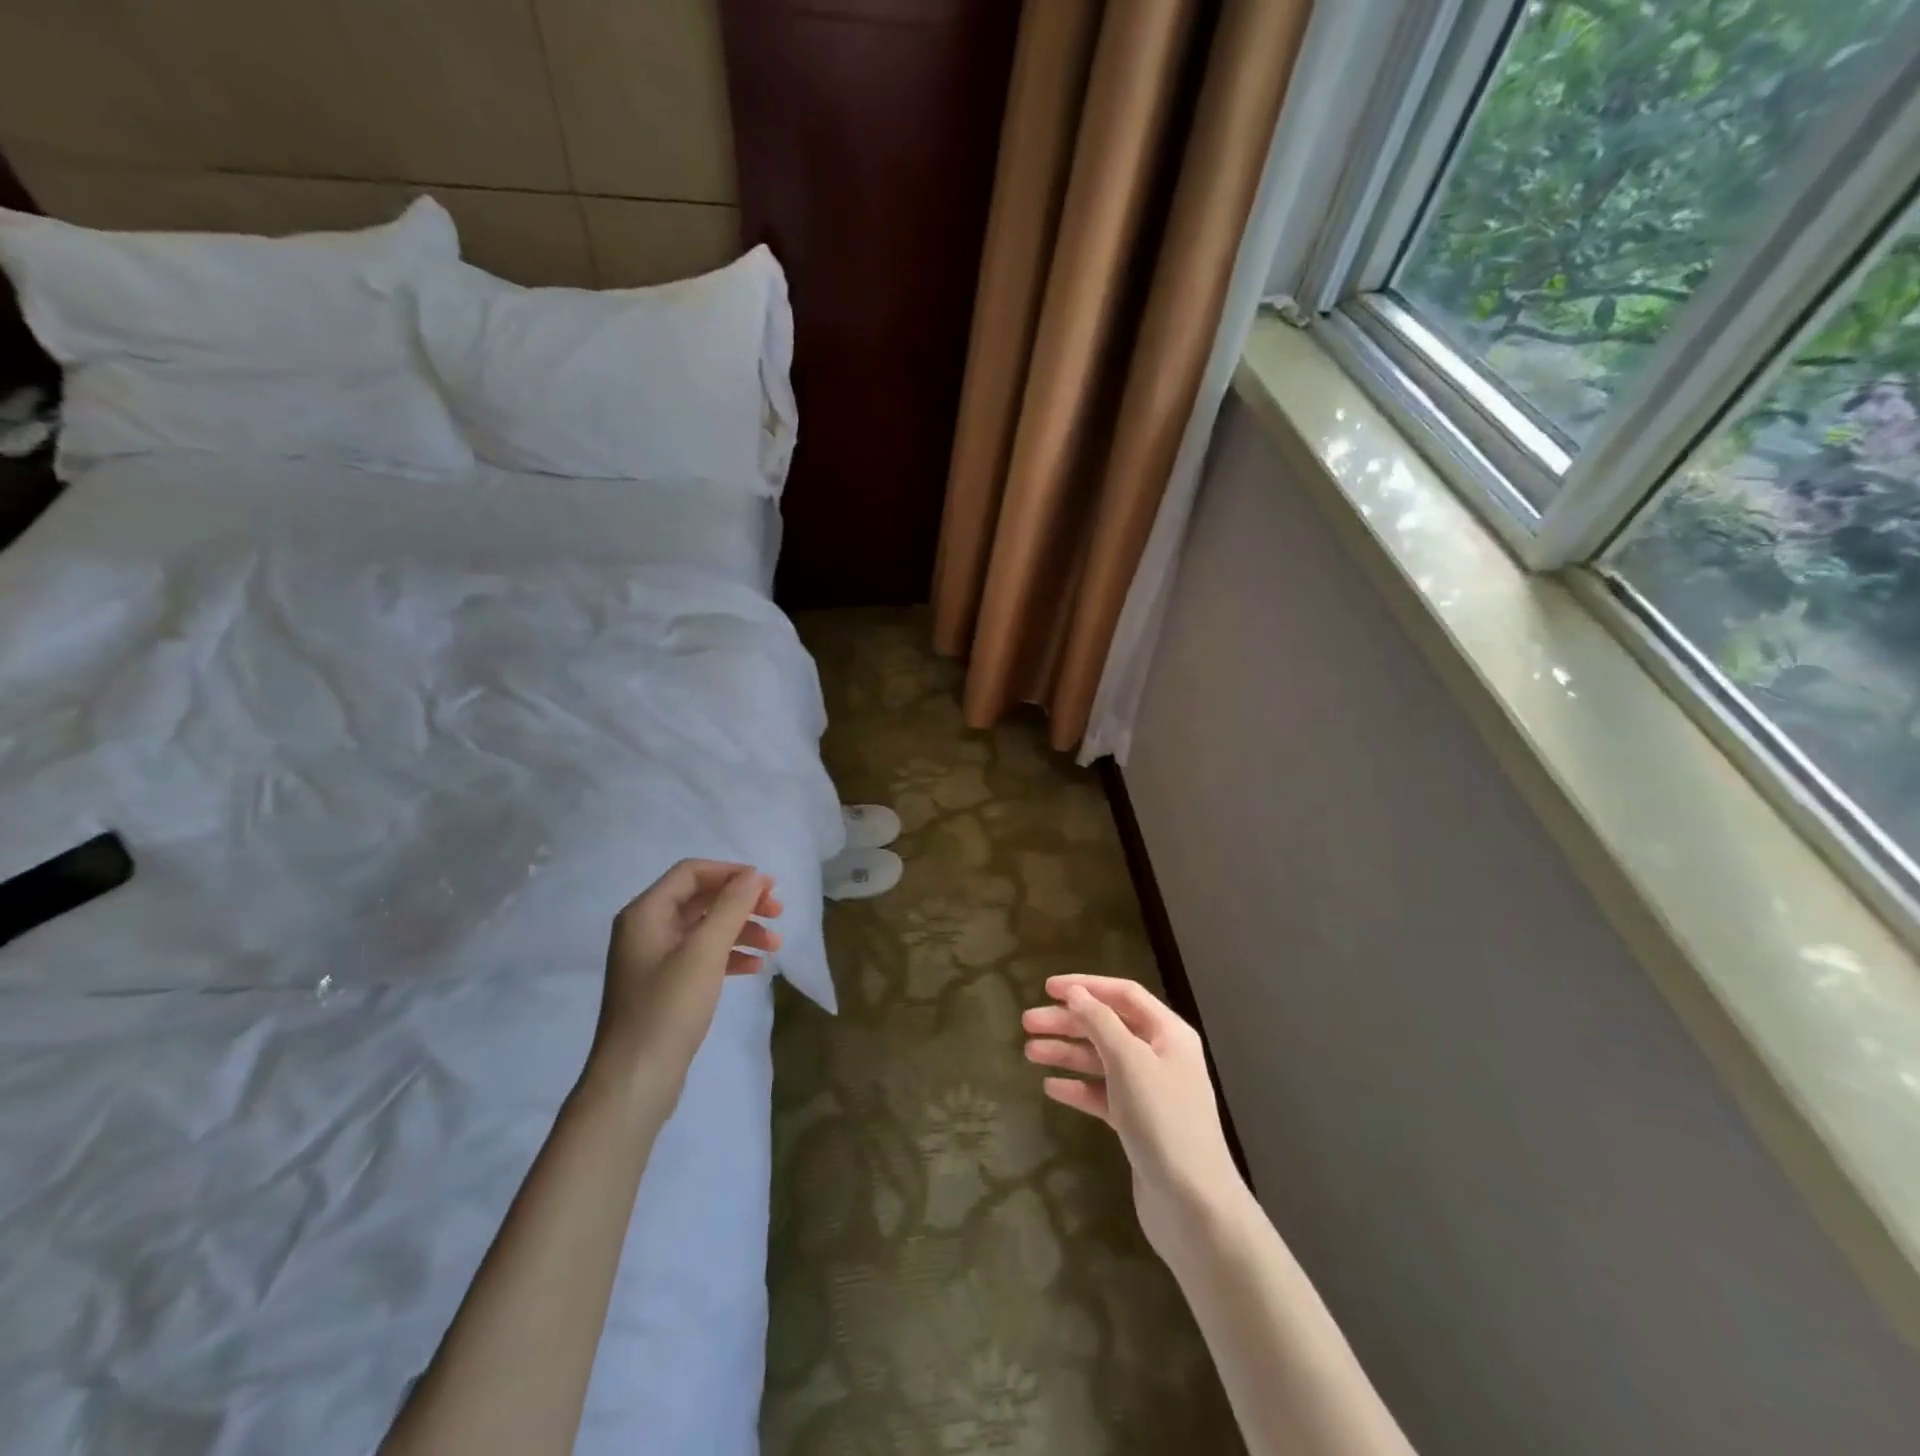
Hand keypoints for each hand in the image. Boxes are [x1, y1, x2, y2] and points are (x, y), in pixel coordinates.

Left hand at [590, 860, 781, 1103]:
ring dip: (741, 929)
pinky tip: (756, 967)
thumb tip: (753, 875)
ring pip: (705, 929)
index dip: (731, 873)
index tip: (768, 885)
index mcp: (646, 913)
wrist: (635, 1080)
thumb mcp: (705, 951)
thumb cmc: (669, 1007)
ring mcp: (654, 960)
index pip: (691, 872)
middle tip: (778, 912)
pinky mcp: (665, 987)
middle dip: (741, 902)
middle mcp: (646, 929)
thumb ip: (731, 906)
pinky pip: (702, 957)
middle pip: (701, 899)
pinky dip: (729, 955)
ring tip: (775, 944)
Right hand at [1023, 974, 1243, 1255]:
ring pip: (1101, 1060)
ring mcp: (1150, 1092)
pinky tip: (1051, 1088)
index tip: (1047, 987)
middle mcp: (1161, 1056)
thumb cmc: (1164, 1122)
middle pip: (1108, 1026)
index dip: (1086, 986)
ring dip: (1067, 1053)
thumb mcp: (1130, 1061)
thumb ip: (1100, 1022)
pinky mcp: (1138, 1124)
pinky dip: (1078, 1088)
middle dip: (1068, 1022)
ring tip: (1029, 1052)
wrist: (1194, 1206)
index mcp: (1168, 1033)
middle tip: (1027, 1022)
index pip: (1123, 994)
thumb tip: (1076, 993)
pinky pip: (1103, 1095)